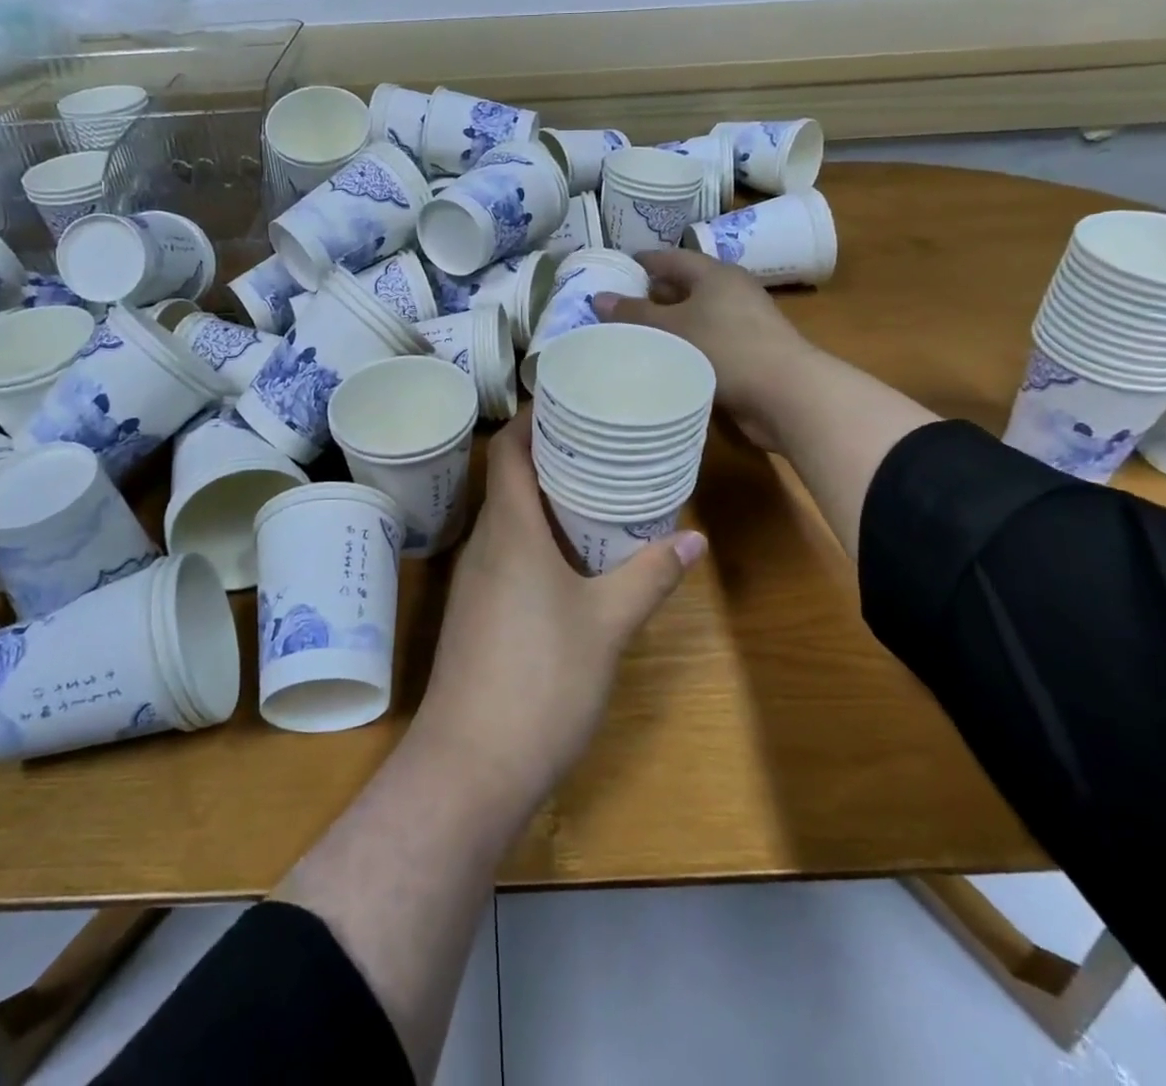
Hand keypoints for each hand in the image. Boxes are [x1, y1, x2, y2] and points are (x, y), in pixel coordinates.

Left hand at [415, 412, 705, 809]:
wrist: (471, 765)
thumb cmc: (542, 679)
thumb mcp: (608, 625)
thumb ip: (650, 576)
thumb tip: (694, 540)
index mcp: (509, 530)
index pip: (507, 450)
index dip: (531, 418)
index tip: (570, 400)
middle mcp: (482, 544)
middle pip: (507, 479)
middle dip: (548, 455)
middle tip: (598, 443)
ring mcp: (473, 580)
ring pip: (505, 518)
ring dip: (542, 499)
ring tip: (592, 491)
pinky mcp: (473, 612)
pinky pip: (503, 553)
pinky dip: (533, 538)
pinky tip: (567, 557)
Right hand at [594, 248, 813, 451]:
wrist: (786, 393)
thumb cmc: (726, 348)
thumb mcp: (672, 328)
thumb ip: (634, 314)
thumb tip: (599, 297)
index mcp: (715, 274)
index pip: (672, 258)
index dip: (644, 262)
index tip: (617, 269)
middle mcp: (731, 292)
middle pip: (685, 286)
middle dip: (653, 295)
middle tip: (618, 307)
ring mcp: (743, 323)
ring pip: (695, 317)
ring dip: (668, 325)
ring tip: (633, 336)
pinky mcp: (748, 353)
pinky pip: (706, 341)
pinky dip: (684, 346)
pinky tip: (664, 361)